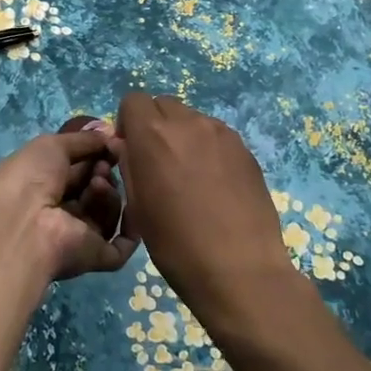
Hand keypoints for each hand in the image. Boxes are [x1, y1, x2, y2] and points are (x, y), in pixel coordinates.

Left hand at [0, 123, 133, 281]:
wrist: (22, 223)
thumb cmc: (29, 177)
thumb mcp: (52, 145)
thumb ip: (83, 139)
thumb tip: (111, 132)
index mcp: (45, 186)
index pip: (80, 169)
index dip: (97, 155)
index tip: (111, 143)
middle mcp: (62, 212)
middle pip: (96, 189)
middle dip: (103, 172)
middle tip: (101, 166)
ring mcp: (79, 236)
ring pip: (109, 212)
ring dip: (109, 194)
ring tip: (97, 185)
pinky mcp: (95, 257)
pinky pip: (123, 245)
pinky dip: (133, 226)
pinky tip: (132, 206)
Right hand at [113, 93, 293, 325]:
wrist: (240, 270)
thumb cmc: (177, 244)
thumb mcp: (139, 206)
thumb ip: (129, 164)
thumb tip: (125, 144)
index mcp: (153, 135)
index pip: (133, 101)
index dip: (128, 123)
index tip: (132, 150)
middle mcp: (188, 123)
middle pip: (163, 104)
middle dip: (155, 125)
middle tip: (159, 162)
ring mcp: (221, 133)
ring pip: (192, 118)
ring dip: (183, 135)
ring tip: (190, 175)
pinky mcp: (245, 148)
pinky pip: (216, 135)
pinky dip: (207, 148)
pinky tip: (214, 183)